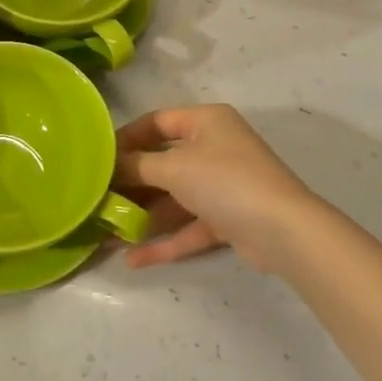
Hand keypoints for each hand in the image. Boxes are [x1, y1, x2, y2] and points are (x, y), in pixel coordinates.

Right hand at [114, 105, 328, 274]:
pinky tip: (133, 259)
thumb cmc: (225, 181)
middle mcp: (214, 147)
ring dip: (143, 215)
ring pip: (174, 197)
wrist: (284, 231)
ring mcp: (222, 185)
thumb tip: (109, 164)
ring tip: (107, 232)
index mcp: (205, 121)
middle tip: (97, 197)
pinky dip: (165, 240)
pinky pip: (189, 225)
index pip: (156, 121)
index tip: (97, 157)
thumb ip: (137, 165)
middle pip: (162, 161)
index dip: (126, 137)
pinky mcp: (227, 219)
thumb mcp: (173, 167)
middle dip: (130, 182)